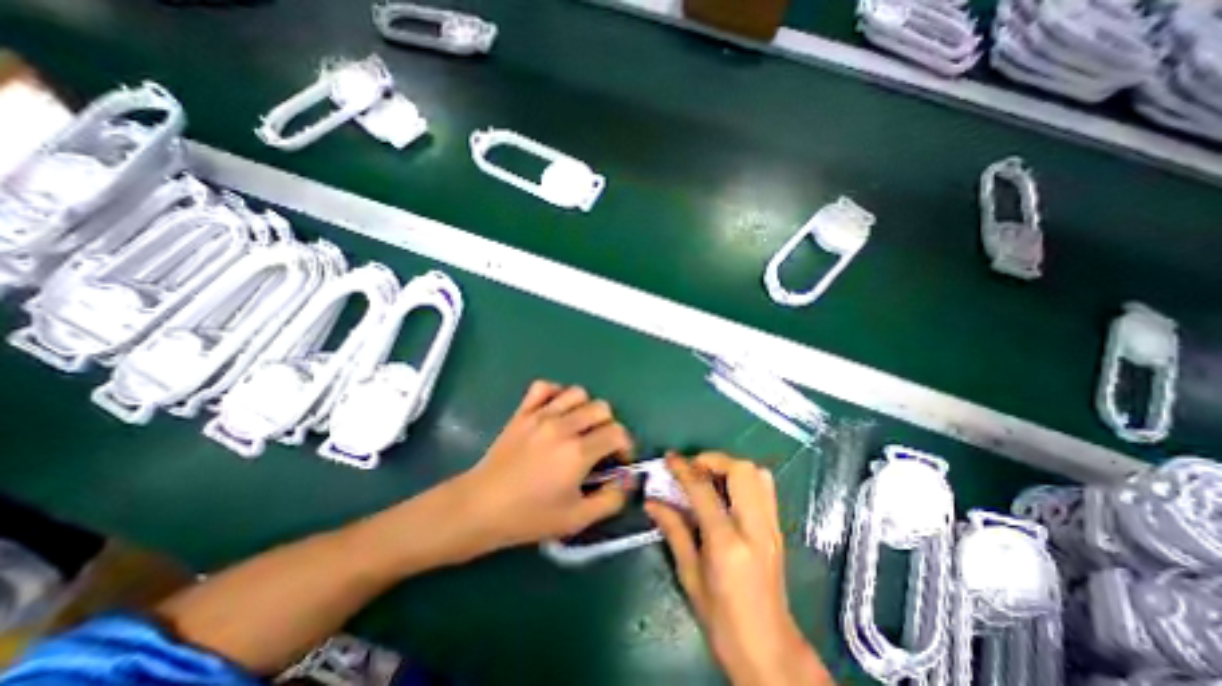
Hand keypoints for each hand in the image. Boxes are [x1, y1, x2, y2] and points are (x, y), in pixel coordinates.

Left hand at [450, 378, 638, 558]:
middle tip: (599, 445)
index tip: (618, 460)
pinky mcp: (523, 412)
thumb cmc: (528, 517)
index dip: (625, 445)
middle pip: (602, 408)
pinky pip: (544, 387)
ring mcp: (540, 415)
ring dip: (585, 408)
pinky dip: (555, 393)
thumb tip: (626, 480)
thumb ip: (610, 500)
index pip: (617, 433)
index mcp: (577, 452)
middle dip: (609, 426)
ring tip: (579, 427)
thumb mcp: (576, 520)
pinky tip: (555, 411)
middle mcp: (563, 427)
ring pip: (577, 393)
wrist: (480, 507)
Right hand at [648, 456, 828, 685]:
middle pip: (740, 470)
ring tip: (708, 477)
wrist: (770, 652)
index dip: (683, 468)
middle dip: (713, 460)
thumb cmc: (723, 621)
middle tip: (692, 469)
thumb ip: (673, 531)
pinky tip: (726, 493)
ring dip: (730, 466)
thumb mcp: (690, 576)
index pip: (703, 490)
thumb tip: (652, 502)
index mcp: (727, 543)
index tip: (669, 458)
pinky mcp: (777, 529)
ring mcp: (771, 527)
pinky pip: (764, 487)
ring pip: (757, 473)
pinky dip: (743, 478)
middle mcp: (755, 527)